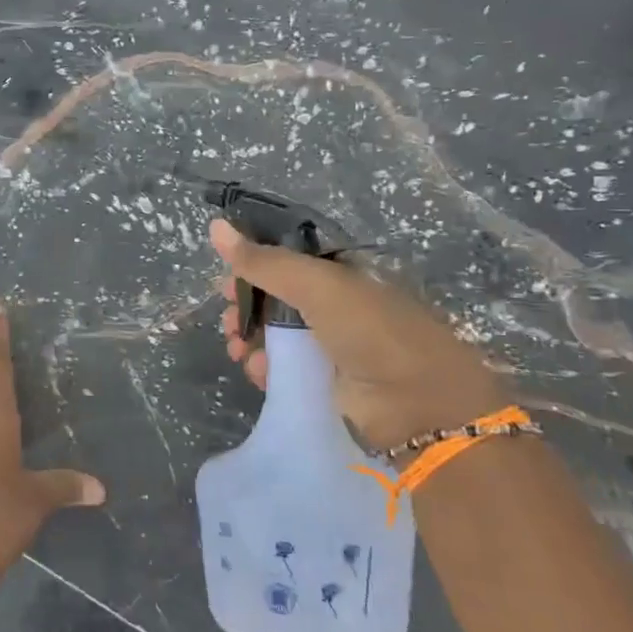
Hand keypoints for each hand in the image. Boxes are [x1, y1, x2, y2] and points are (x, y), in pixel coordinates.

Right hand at [212, 219, 508, 453]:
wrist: (417, 406)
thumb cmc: (370, 331)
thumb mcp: (316, 285)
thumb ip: (263, 260)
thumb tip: (214, 225)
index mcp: (340, 274)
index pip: (287, 261)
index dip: (254, 265)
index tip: (227, 277)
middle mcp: (335, 306)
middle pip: (275, 299)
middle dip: (246, 306)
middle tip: (229, 319)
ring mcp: (330, 346)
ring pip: (274, 335)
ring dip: (248, 338)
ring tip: (236, 347)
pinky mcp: (323, 384)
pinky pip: (282, 369)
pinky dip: (264, 368)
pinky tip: (256, 372)